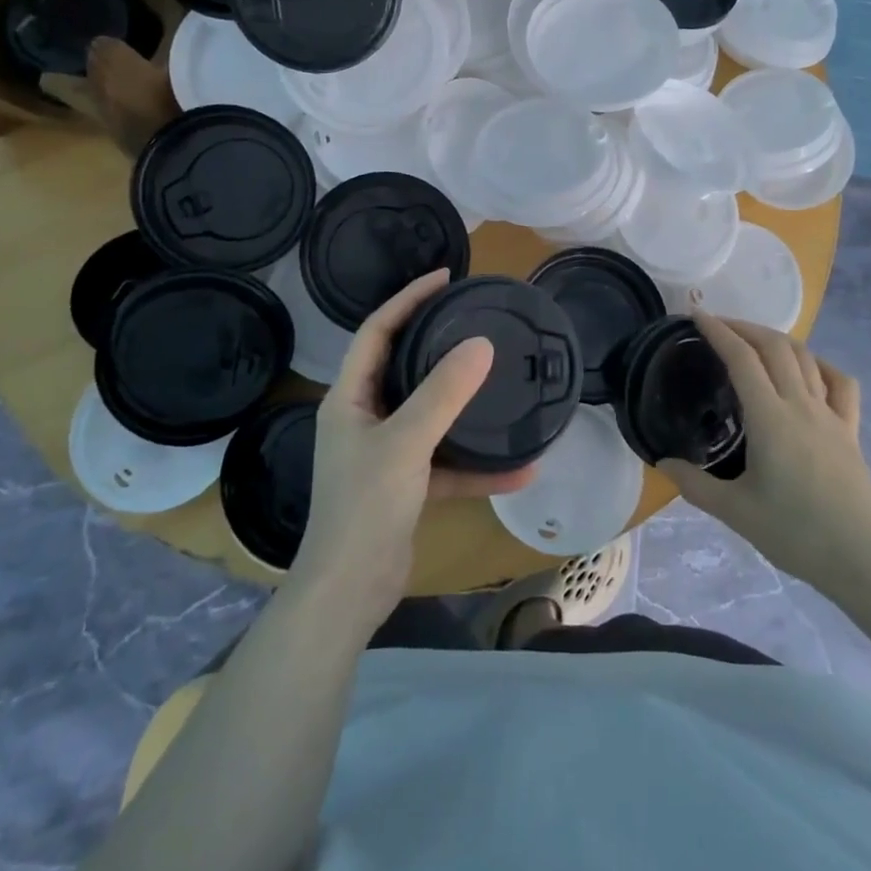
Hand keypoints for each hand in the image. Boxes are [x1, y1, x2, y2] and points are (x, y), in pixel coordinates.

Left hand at [293, 270, 531, 624]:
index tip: (446, 278)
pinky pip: (446, 463)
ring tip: (501, 381)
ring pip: (429, 415)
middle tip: (475, 318)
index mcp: (349, 397)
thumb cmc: (365, 506)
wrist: (350, 592)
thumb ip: (444, 393)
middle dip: (437, 342)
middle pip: (403, 366)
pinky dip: (477, 466)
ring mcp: (386, 453)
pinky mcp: (406, 485)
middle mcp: (364, 418)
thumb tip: (481, 344)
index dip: (407, 299)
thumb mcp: (406, 442)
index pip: (376, 331)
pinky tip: (520, 469)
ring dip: (465, 405)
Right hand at [658, 314, 870, 591]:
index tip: (696, 315)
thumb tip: (663, 461)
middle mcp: (801, 405)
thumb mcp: (735, 512)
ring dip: (777, 339)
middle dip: (744, 327)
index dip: (718, 331)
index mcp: (770, 418)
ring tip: (754, 341)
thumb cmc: (795, 534)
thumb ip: (694, 484)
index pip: (741, 359)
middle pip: (775, 347)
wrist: (862, 560)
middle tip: (718, 325)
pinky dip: (822, 364)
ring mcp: (831, 415)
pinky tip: (810, 369)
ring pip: (806, 358)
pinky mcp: (851, 430)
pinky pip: (841, 383)